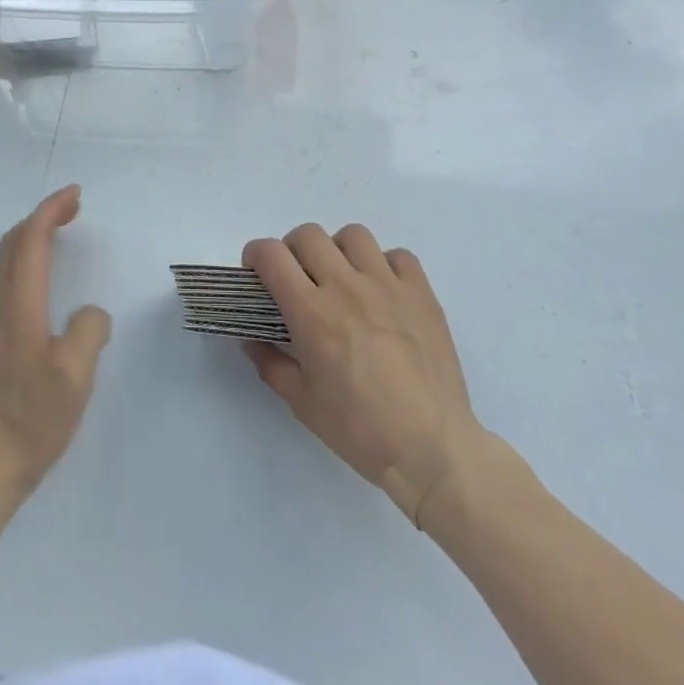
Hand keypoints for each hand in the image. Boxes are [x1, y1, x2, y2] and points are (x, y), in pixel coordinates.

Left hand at [0, 185, 111, 494]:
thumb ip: (90, 331)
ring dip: (29, 236)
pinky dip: (23, 259)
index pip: (30, 240)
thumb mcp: (76, 376)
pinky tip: (40, 279)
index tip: (76, 195)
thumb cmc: (33, 420)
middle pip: (12, 243)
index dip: (51, 210)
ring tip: (57, 234)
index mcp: (19, 306)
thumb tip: (90, 314)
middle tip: (72, 209)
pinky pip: (3, 280)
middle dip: (41, 216)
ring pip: (3, 261)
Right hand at [243, 223, 480, 525]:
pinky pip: (398, 256)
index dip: (255, 255)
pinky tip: (383, 292)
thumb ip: (271, 364)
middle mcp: (346, 286)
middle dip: (292, 250)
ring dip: (339, 251)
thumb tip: (251, 338)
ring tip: (343, 279)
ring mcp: (387, 285)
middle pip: (308, 234)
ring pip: (353, 235)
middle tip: (298, 279)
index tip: (256, 273)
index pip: (271, 255)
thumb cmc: (361, 430)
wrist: (432, 449)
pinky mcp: (421, 292)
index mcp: (312, 312)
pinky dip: (385, 265)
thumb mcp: (303, 404)